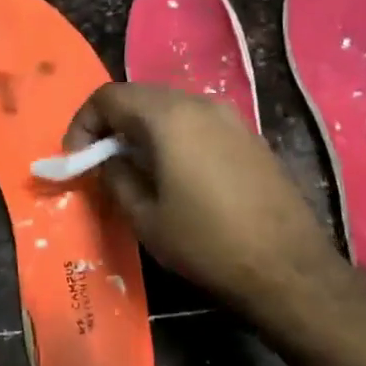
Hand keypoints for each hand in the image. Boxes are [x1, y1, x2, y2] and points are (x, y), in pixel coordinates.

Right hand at [67, 83, 346, 321]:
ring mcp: (231, 118)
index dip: (84, 122)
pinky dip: (175, 139)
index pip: (109, 96)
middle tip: (101, 163)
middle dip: (112, 124)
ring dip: (144, 131)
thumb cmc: (206, 244)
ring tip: (137, 171)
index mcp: (168, 117)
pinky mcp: (250, 138)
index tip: (78, 158)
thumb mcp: (145, 217)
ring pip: (171, 109)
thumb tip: (105, 159)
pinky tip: (177, 176)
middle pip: (141, 97)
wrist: (288, 269)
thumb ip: (116, 177)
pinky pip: (199, 124)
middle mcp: (200, 104)